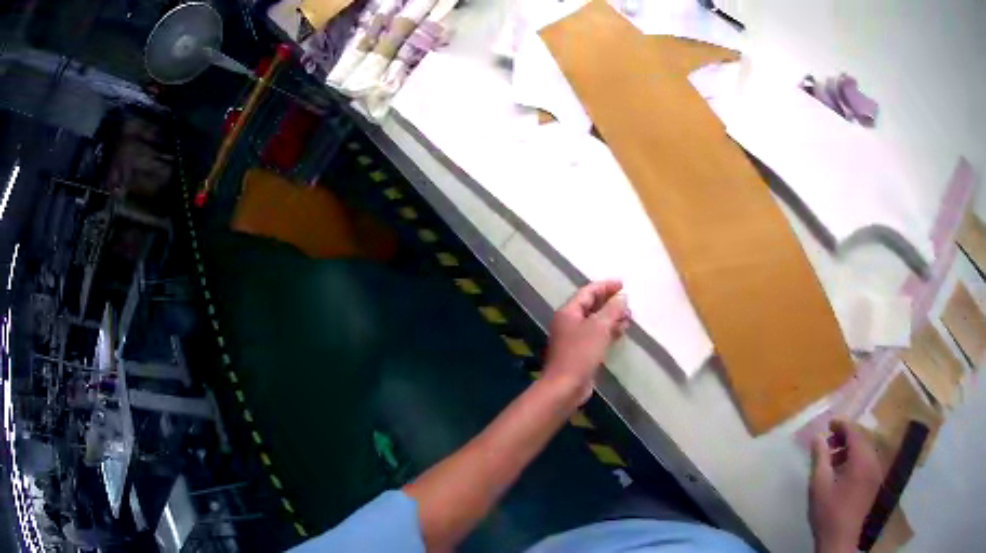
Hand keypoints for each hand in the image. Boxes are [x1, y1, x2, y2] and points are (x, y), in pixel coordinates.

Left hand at [543, 281, 630, 404]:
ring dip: (612, 318)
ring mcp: (574, 338)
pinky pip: (596, 336)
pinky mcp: (580, 352)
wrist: (565, 386)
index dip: (605, 286)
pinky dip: (609, 331)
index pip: (588, 292)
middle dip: (610, 302)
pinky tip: (621, 332)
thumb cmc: (580, 353)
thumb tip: (622, 298)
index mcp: (569, 312)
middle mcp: (569, 322)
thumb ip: (612, 310)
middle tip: (628, 302)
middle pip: (591, 306)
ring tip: (630, 317)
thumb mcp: (599, 328)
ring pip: (595, 322)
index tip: (622, 284)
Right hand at [809, 419, 882, 552]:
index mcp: (861, 459)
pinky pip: (867, 462)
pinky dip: (855, 460)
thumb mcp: (819, 485)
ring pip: (865, 451)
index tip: (828, 425)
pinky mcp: (874, 483)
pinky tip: (841, 474)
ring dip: (850, 450)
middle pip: (862, 439)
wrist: (840, 540)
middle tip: (828, 444)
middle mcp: (873, 460)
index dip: (841, 425)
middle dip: (845, 438)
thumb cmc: (828, 512)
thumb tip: (817, 437)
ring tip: (832, 461)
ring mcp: (876, 472)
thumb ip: (820, 458)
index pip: (854, 431)